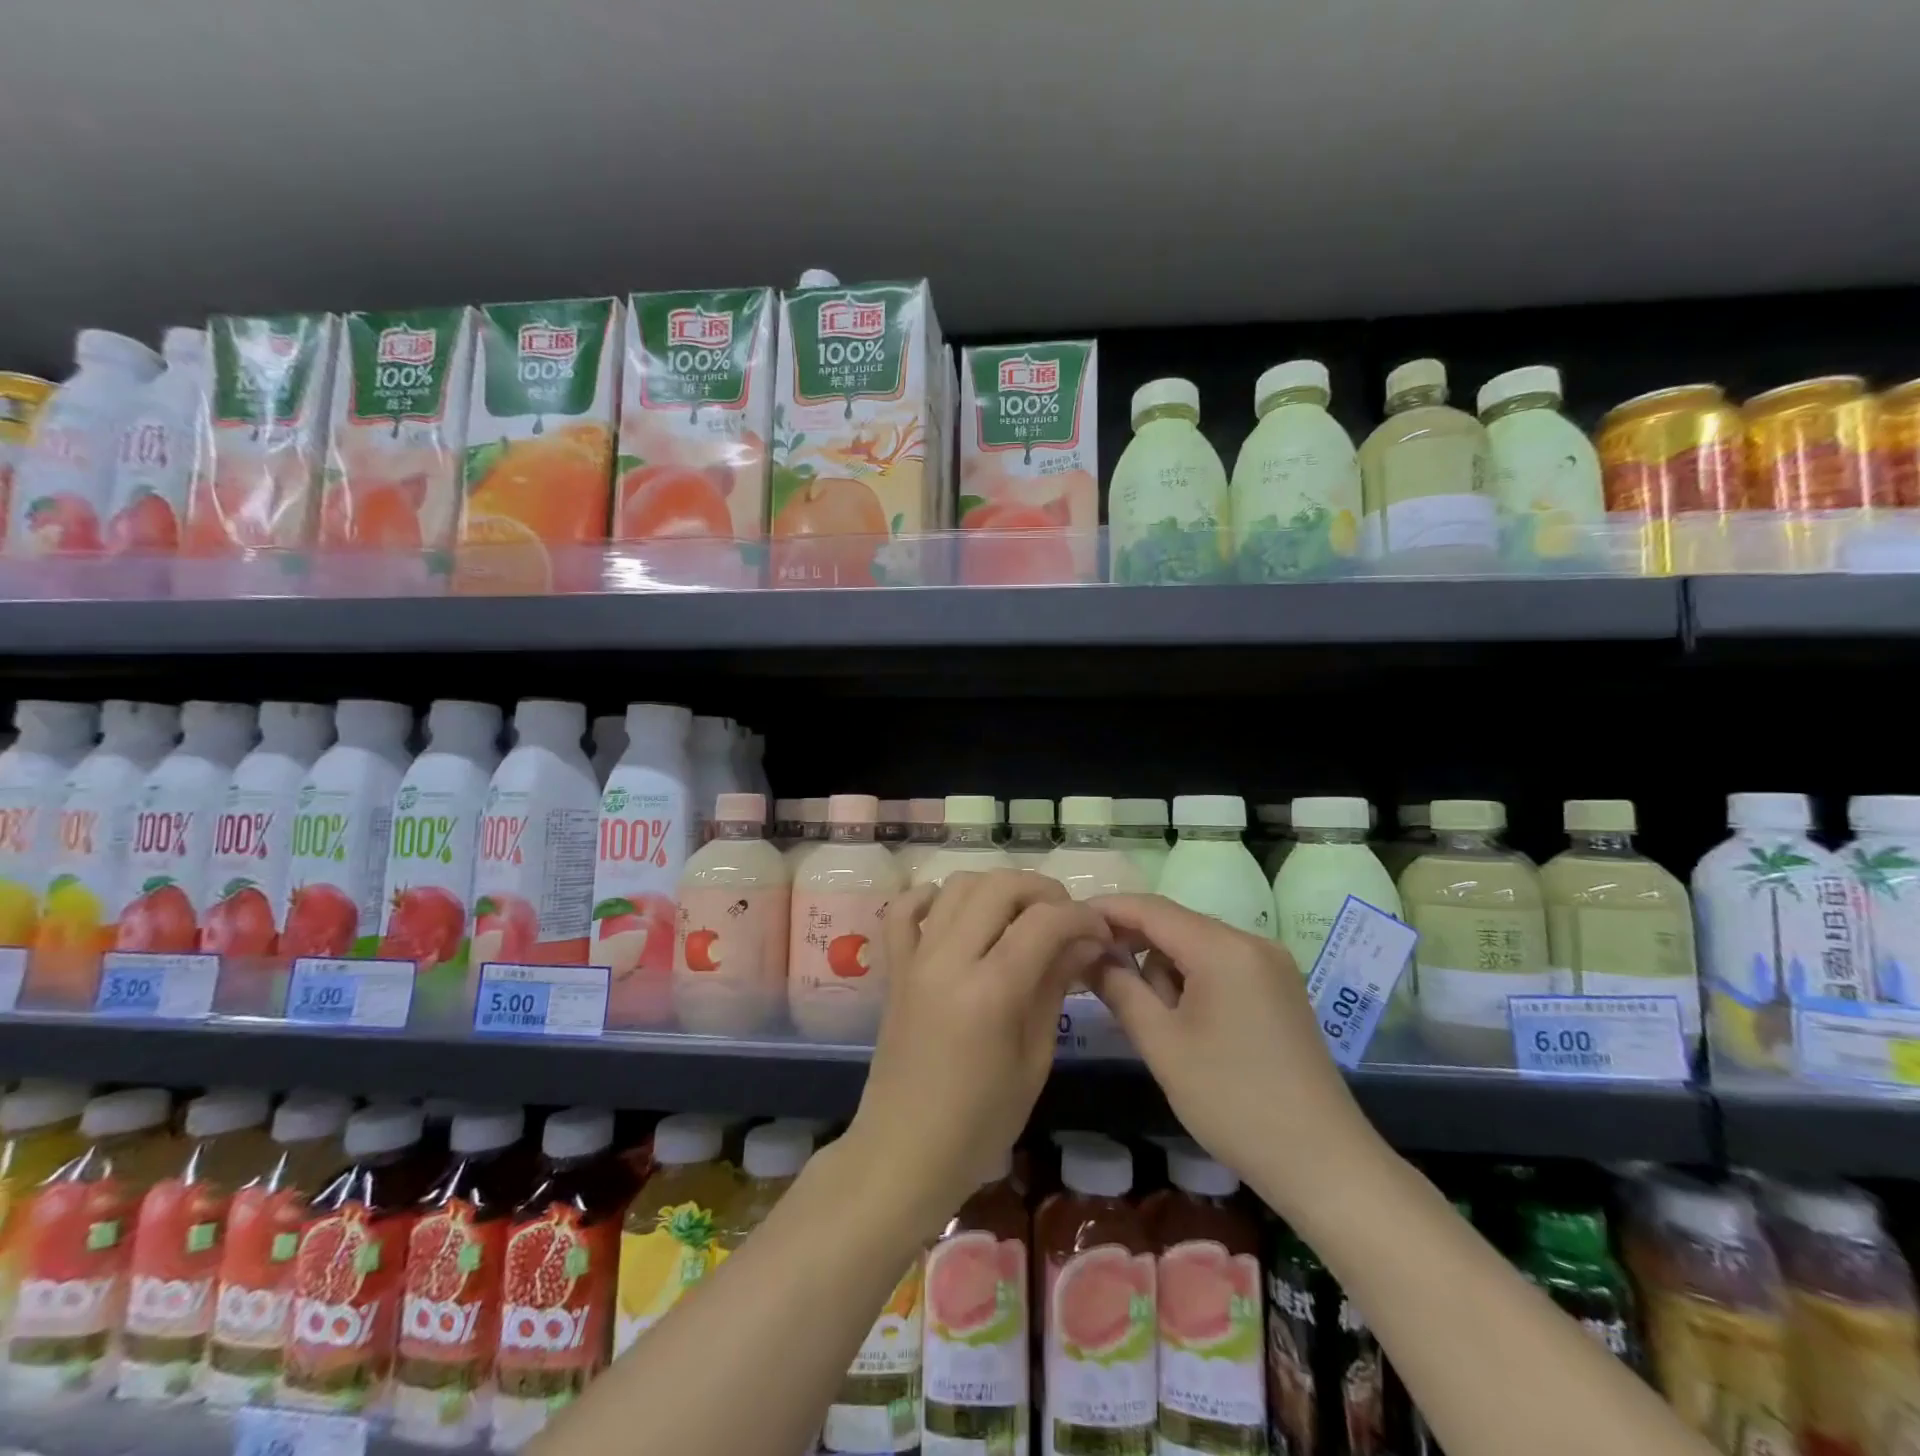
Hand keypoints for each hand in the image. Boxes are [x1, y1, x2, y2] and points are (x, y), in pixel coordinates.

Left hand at [844, 871, 1112, 1234]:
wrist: (905, 1151)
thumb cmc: (981, 1122)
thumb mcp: (1034, 1060)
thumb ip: (1055, 987)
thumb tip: (1086, 942)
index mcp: (991, 991)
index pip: (1044, 922)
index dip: (1081, 917)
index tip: (1100, 933)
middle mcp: (949, 959)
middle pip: (1000, 886)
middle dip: (1043, 891)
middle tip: (1065, 919)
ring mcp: (915, 958)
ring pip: (957, 885)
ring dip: (996, 888)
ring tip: (1020, 916)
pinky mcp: (894, 966)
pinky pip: (902, 910)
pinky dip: (931, 897)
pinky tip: (953, 914)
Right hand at [1086, 894, 1373, 1216]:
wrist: (1324, 1164)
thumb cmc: (1232, 1102)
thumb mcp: (1162, 1044)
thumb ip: (1118, 988)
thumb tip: (1086, 952)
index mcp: (1223, 948)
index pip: (1150, 909)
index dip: (1106, 911)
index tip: (1066, 924)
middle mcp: (1251, 942)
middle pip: (1175, 925)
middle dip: (1134, 946)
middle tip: (1097, 979)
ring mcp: (1272, 965)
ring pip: (1197, 946)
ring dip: (1165, 970)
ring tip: (1157, 1024)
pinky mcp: (1280, 989)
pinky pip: (1221, 966)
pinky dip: (1192, 981)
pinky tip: (1187, 1025)